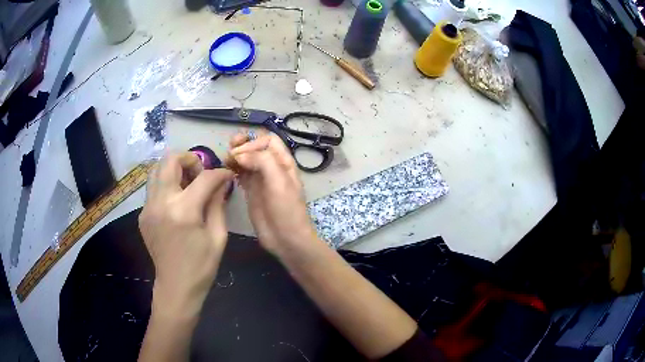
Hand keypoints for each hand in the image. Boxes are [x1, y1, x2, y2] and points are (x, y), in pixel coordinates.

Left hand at [139, 152, 233, 315]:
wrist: (176, 286)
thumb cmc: (201, 266)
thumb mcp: (218, 236)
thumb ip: (218, 204)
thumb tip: (222, 182)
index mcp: (183, 211)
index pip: (204, 178)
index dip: (220, 173)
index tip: (227, 175)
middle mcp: (161, 202)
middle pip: (171, 160)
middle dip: (190, 159)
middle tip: (200, 174)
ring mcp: (148, 207)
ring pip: (157, 169)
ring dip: (174, 169)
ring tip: (187, 183)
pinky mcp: (142, 214)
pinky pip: (153, 188)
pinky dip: (166, 185)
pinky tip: (177, 201)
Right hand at [226, 132, 317, 255]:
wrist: (286, 239)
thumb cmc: (286, 210)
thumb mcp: (279, 182)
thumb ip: (262, 162)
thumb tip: (239, 155)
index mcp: (283, 162)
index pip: (268, 140)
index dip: (253, 143)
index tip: (240, 155)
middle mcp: (272, 167)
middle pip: (256, 147)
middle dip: (242, 145)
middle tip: (229, 151)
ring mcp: (260, 179)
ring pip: (247, 159)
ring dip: (236, 155)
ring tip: (225, 159)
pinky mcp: (251, 191)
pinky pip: (241, 173)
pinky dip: (233, 168)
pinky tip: (226, 171)